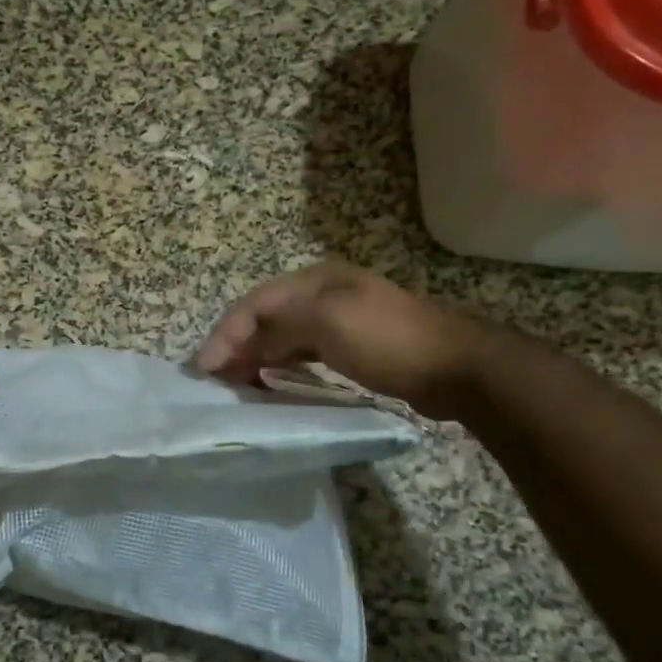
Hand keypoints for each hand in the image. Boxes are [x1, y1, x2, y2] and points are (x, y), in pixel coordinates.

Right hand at [194, 262, 486, 419]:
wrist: (456, 368)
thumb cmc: (387, 340)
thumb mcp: (328, 322)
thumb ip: (279, 324)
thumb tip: (244, 340)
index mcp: (315, 280)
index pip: (254, 303)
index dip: (225, 332)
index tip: (204, 367)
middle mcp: (323, 294)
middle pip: (265, 317)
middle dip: (235, 344)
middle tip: (213, 377)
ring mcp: (338, 319)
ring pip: (281, 335)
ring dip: (254, 355)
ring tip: (234, 382)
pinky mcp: (351, 346)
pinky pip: (301, 352)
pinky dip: (279, 364)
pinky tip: (271, 380)